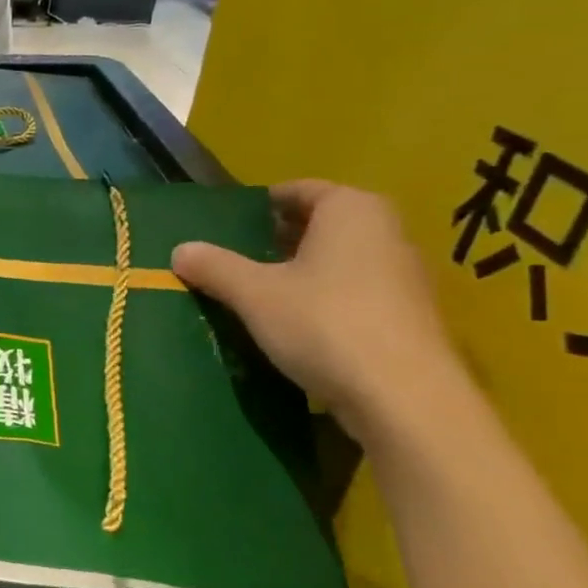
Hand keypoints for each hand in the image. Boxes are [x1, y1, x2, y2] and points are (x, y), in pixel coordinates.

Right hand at [170, 180, 461, 437]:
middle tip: (237, 259)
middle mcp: (385, 231)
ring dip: (301, 271)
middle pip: (321, 224)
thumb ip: (215, 267)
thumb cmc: (323, 323)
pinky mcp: (407, 316)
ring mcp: (403, 275)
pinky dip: (324, 299)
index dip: (263, 205)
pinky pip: (354, 292)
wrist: (403, 396)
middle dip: (279, 239)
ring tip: (259, 294)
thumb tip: (179, 250)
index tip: (230, 225)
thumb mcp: (254, 294)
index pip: (300, 190)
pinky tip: (296, 326)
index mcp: (350, 210)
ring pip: (339, 260)